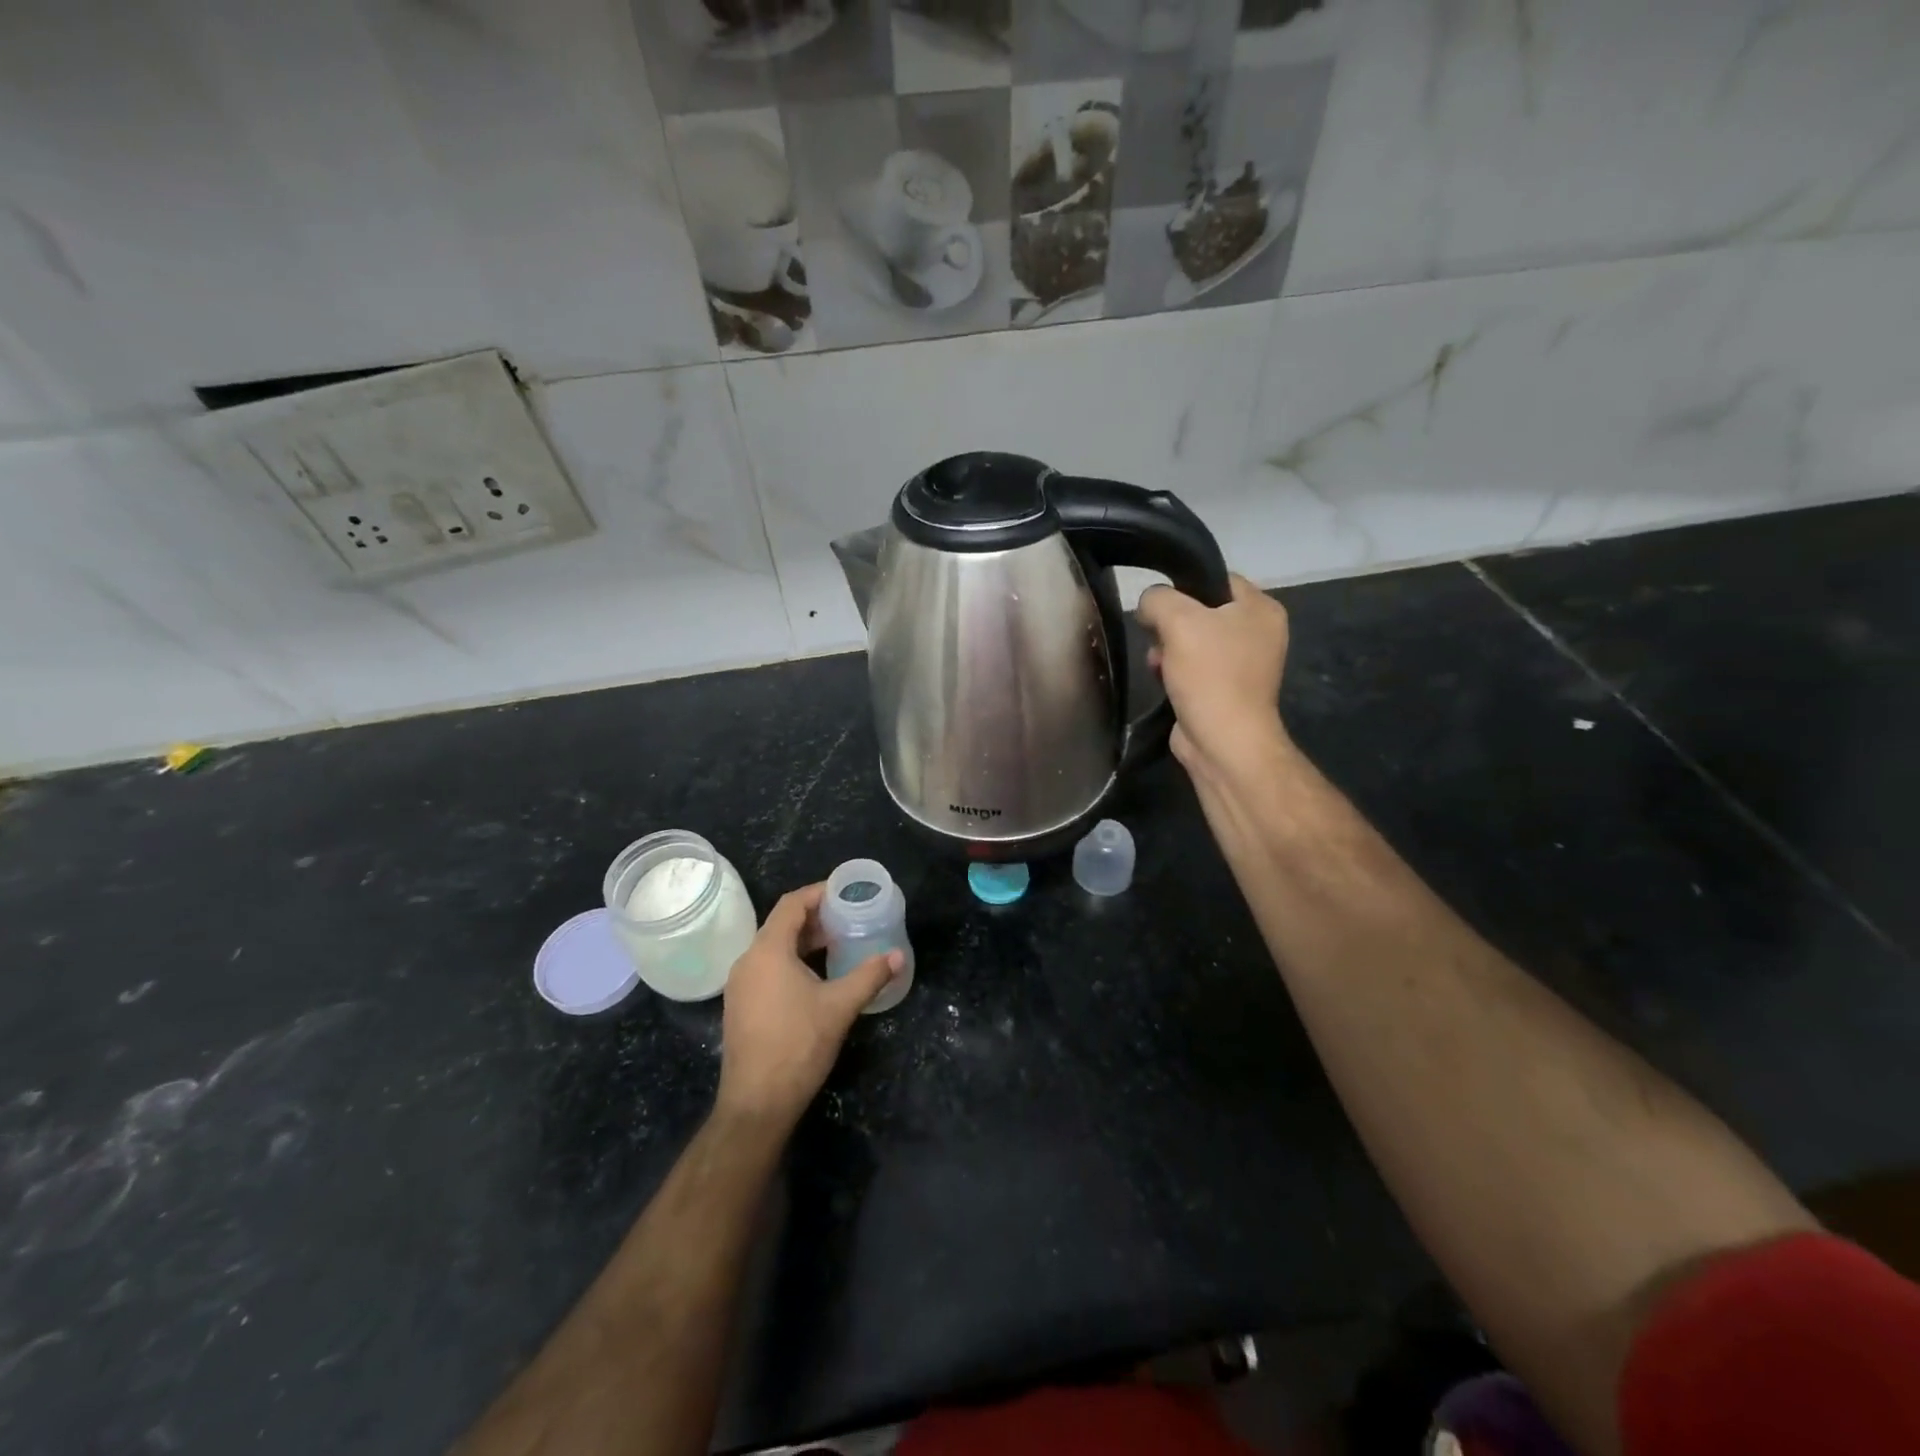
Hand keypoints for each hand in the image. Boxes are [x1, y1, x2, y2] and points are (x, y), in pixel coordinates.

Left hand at [716, 884, 901, 1130]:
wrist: (756, 1104)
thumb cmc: (798, 1045)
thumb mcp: (840, 1007)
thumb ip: (869, 976)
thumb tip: (898, 956)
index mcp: (768, 951)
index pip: (791, 904)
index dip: (818, 893)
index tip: (845, 892)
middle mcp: (748, 961)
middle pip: (781, 924)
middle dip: (815, 918)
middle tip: (848, 918)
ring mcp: (740, 985)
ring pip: (773, 947)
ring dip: (804, 940)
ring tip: (837, 944)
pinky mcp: (741, 1005)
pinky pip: (767, 967)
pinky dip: (791, 960)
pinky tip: (815, 976)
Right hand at [1138, 573, 1291, 784]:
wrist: (1222, 742)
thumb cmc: (1209, 675)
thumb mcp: (1178, 620)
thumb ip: (1158, 598)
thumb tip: (1148, 605)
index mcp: (1261, 608)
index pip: (1216, 579)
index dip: (1183, 586)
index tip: (1157, 603)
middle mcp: (1258, 632)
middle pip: (1200, 611)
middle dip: (1170, 624)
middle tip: (1155, 638)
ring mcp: (1242, 664)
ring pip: (1191, 640)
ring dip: (1167, 649)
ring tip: (1157, 664)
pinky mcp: (1224, 689)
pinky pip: (1192, 667)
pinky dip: (1174, 671)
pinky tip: (1162, 680)